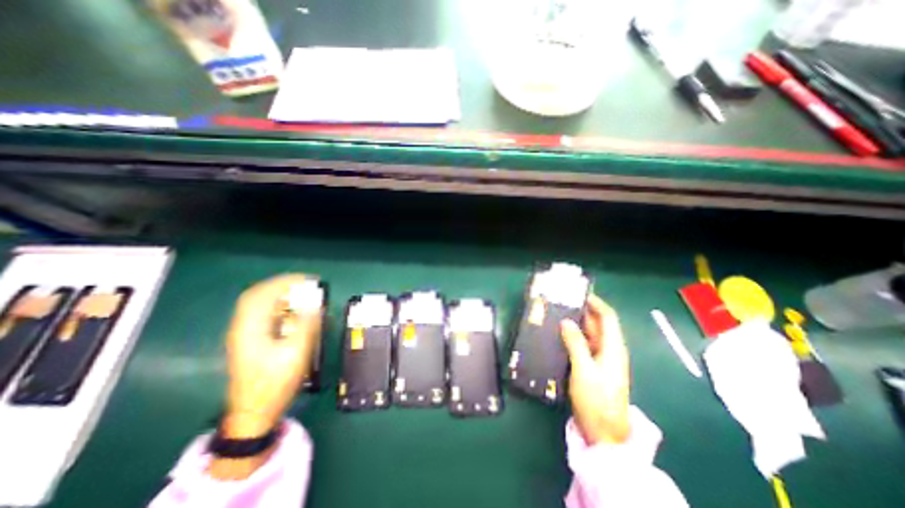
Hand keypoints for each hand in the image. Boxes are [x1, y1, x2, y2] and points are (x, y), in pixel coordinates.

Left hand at [222, 274, 320, 439]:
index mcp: (250, 329)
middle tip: (305, 285)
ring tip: (302, 295)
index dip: (285, 282)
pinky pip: (263, 316)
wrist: (254, 413)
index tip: (307, 279)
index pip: (263, 294)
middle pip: (258, 296)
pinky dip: (278, 307)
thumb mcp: (296, 352)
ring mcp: (244, 335)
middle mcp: (243, 328)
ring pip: (259, 306)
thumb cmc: (275, 383)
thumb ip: (306, 324)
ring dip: (280, 296)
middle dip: (282, 286)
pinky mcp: (250, 342)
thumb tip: (314, 303)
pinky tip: (293, 312)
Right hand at [560, 295, 630, 443]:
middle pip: (598, 325)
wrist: (604, 432)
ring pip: (590, 335)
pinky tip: (560, 335)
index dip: (596, 303)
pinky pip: (584, 345)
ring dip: (577, 324)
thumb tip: (566, 321)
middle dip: (583, 311)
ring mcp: (601, 360)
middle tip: (563, 302)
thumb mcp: (584, 370)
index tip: (580, 294)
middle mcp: (609, 350)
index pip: (608, 318)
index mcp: (613, 348)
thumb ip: (575, 343)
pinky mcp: (593, 367)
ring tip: (558, 314)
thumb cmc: (597, 400)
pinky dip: (574, 337)